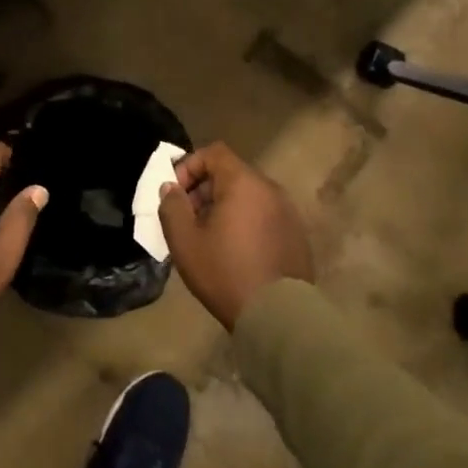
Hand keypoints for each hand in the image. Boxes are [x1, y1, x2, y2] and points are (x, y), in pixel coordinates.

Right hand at [157, 141, 310, 329]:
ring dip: (225, 207)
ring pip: (248, 196)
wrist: (279, 315)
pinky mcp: (297, 234)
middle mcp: (270, 189)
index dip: (190, 166)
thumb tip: (171, 187)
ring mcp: (288, 212)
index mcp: (244, 183)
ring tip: (210, 237)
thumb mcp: (185, 241)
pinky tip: (235, 251)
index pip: (214, 152)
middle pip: (231, 173)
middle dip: (205, 189)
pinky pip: (264, 215)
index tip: (177, 194)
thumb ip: (172, 207)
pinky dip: (245, 222)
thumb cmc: (226, 272)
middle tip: (189, 219)